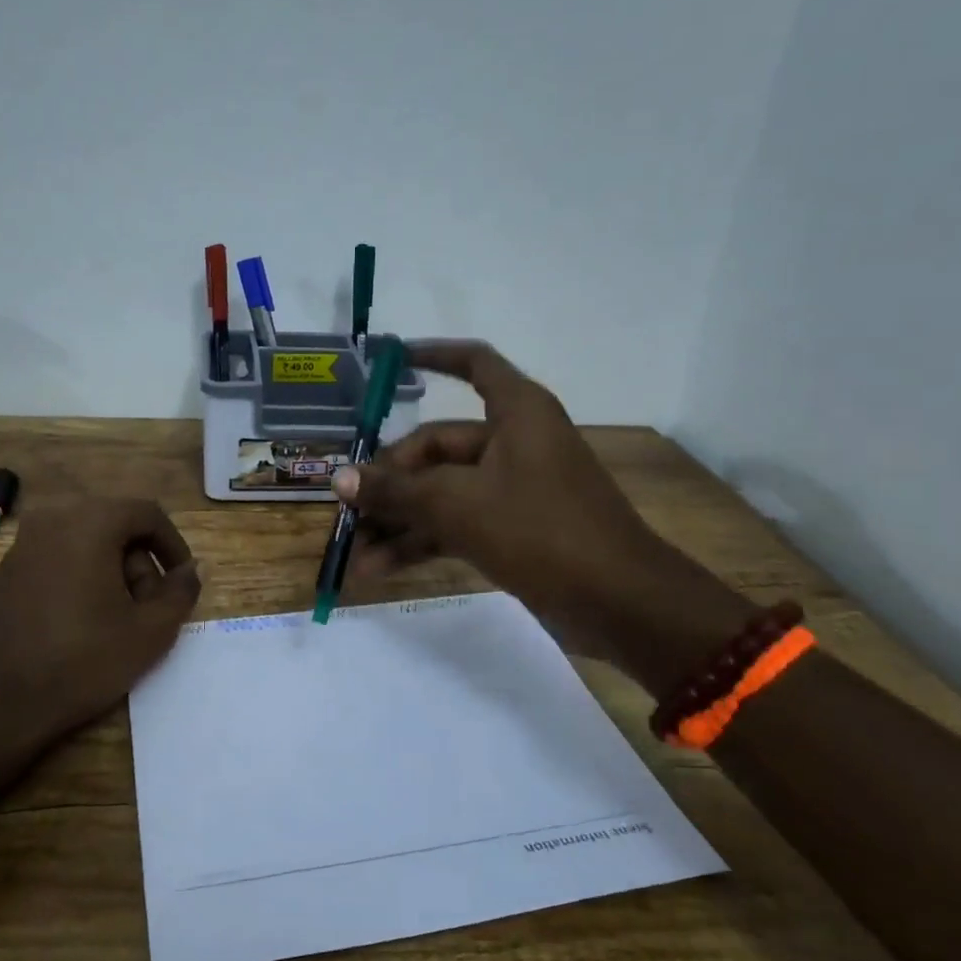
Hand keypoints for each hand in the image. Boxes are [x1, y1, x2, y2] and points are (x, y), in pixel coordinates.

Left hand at [0, 498, 200, 754]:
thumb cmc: (79, 661)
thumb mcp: (149, 632)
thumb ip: (180, 593)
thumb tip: (192, 570)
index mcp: (90, 522)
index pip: (147, 513)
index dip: (173, 545)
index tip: (181, 581)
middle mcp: (53, 520)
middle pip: (115, 527)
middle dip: (140, 564)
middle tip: (148, 609)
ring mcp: (22, 545)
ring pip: (85, 543)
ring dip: (110, 573)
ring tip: (116, 622)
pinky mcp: (4, 572)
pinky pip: (56, 560)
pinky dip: (79, 579)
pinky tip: (79, 625)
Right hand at [334, 340, 742, 668]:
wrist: (621, 605)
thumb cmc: (541, 530)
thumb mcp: (458, 505)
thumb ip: (396, 490)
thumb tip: (339, 478)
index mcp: (516, 413)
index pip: (473, 363)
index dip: (434, 355)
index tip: (392, 359)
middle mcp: (514, 442)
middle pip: (438, 445)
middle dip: (390, 480)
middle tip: (348, 508)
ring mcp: (514, 489)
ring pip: (442, 492)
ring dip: (399, 520)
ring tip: (355, 552)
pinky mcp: (514, 530)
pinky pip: (456, 524)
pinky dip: (422, 542)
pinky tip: (381, 569)